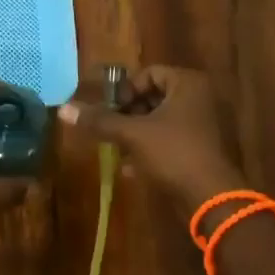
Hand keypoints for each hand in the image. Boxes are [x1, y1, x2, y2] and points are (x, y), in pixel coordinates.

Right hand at [60, 65, 242, 207]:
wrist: (211, 200)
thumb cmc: (173, 154)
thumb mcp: (132, 134)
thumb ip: (99, 120)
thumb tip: (63, 109)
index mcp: (187, 84)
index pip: (149, 73)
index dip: (126, 90)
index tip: (110, 109)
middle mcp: (198, 98)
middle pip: (153, 96)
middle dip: (128, 113)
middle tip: (109, 128)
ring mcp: (202, 125)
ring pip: (159, 121)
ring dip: (135, 132)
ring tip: (115, 148)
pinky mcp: (201, 150)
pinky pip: (169, 140)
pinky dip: (149, 149)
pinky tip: (130, 168)